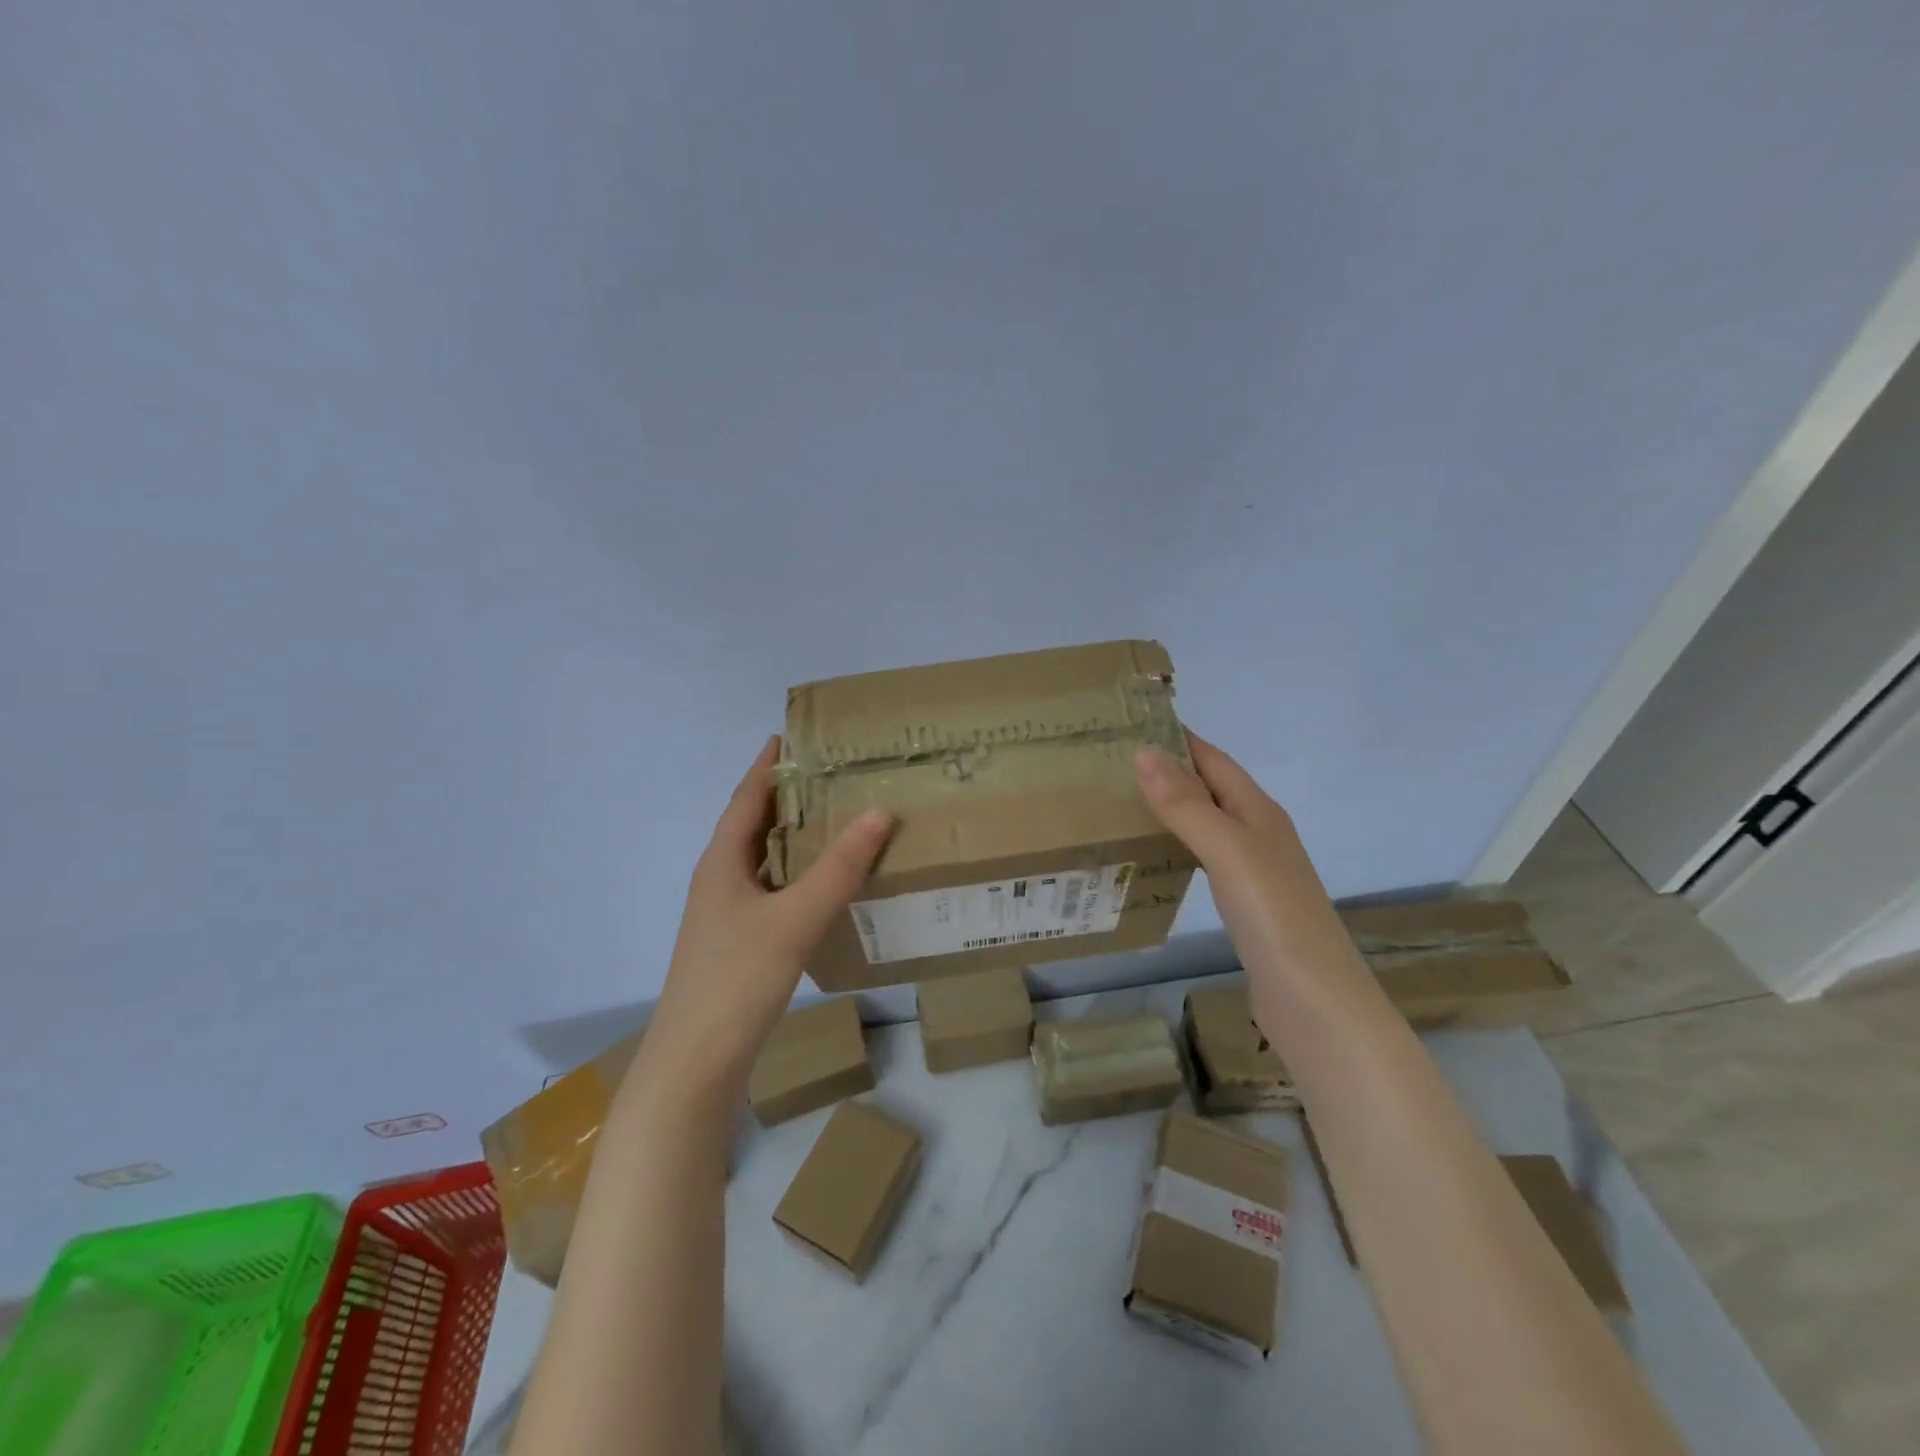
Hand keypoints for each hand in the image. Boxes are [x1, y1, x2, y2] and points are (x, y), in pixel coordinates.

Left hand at [644, 737, 892, 1092]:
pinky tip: (830, 887)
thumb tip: (879, 811)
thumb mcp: (794, 918)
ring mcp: (727, 915)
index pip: (748, 796)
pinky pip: (774, 893)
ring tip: (842, 821)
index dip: (770, 763)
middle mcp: (720, 880)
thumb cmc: (737, 980)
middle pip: (756, 825)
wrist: (695, 1067)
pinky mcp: (739, 944)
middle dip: (792, 797)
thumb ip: (839, 867)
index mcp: (722, 861)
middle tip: (838, 775)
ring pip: (766, 862)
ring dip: (798, 839)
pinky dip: (800, 878)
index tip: (798, 733)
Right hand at [1134, 732, 1369, 1031]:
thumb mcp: (1228, 850)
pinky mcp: (1247, 907)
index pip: (1215, 760)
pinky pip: (1205, 860)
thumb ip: (1187, 804)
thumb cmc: (1274, 916)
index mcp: (1260, 813)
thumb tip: (1144, 751)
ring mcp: (1256, 873)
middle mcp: (1260, 835)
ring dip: (1173, 809)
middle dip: (1170, 771)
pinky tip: (1156, 857)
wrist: (1315, 1002)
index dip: (1179, 740)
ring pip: (1208, 825)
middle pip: (1212, 789)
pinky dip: (1178, 847)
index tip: (1133, 722)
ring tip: (1124, 803)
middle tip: (1114, 763)